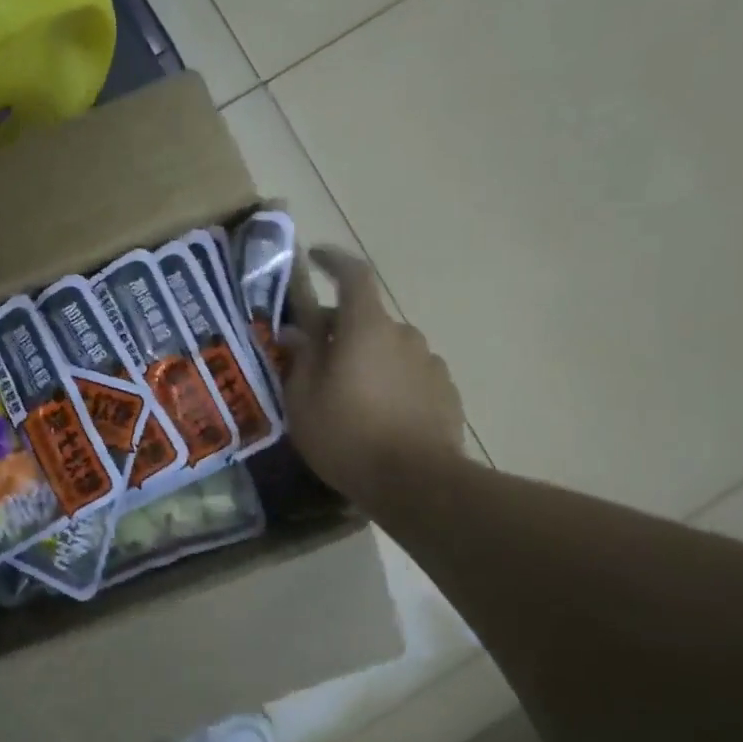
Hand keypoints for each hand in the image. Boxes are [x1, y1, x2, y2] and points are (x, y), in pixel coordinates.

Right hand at [281, 247, 466, 504]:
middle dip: (339, 329)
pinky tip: (378, 415)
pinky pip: (409, 374)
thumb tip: (297, 331)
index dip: (333, 261)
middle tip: (314, 359)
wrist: (416, 483)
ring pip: (389, 348)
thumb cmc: (347, 437)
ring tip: (347, 395)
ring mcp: (430, 363)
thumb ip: (301, 358)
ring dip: (367, 358)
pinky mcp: (445, 392)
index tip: (315, 257)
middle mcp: (403, 334)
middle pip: (366, 318)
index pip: (353, 275)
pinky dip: (390, 381)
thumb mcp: (303, 400)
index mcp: (366, 328)